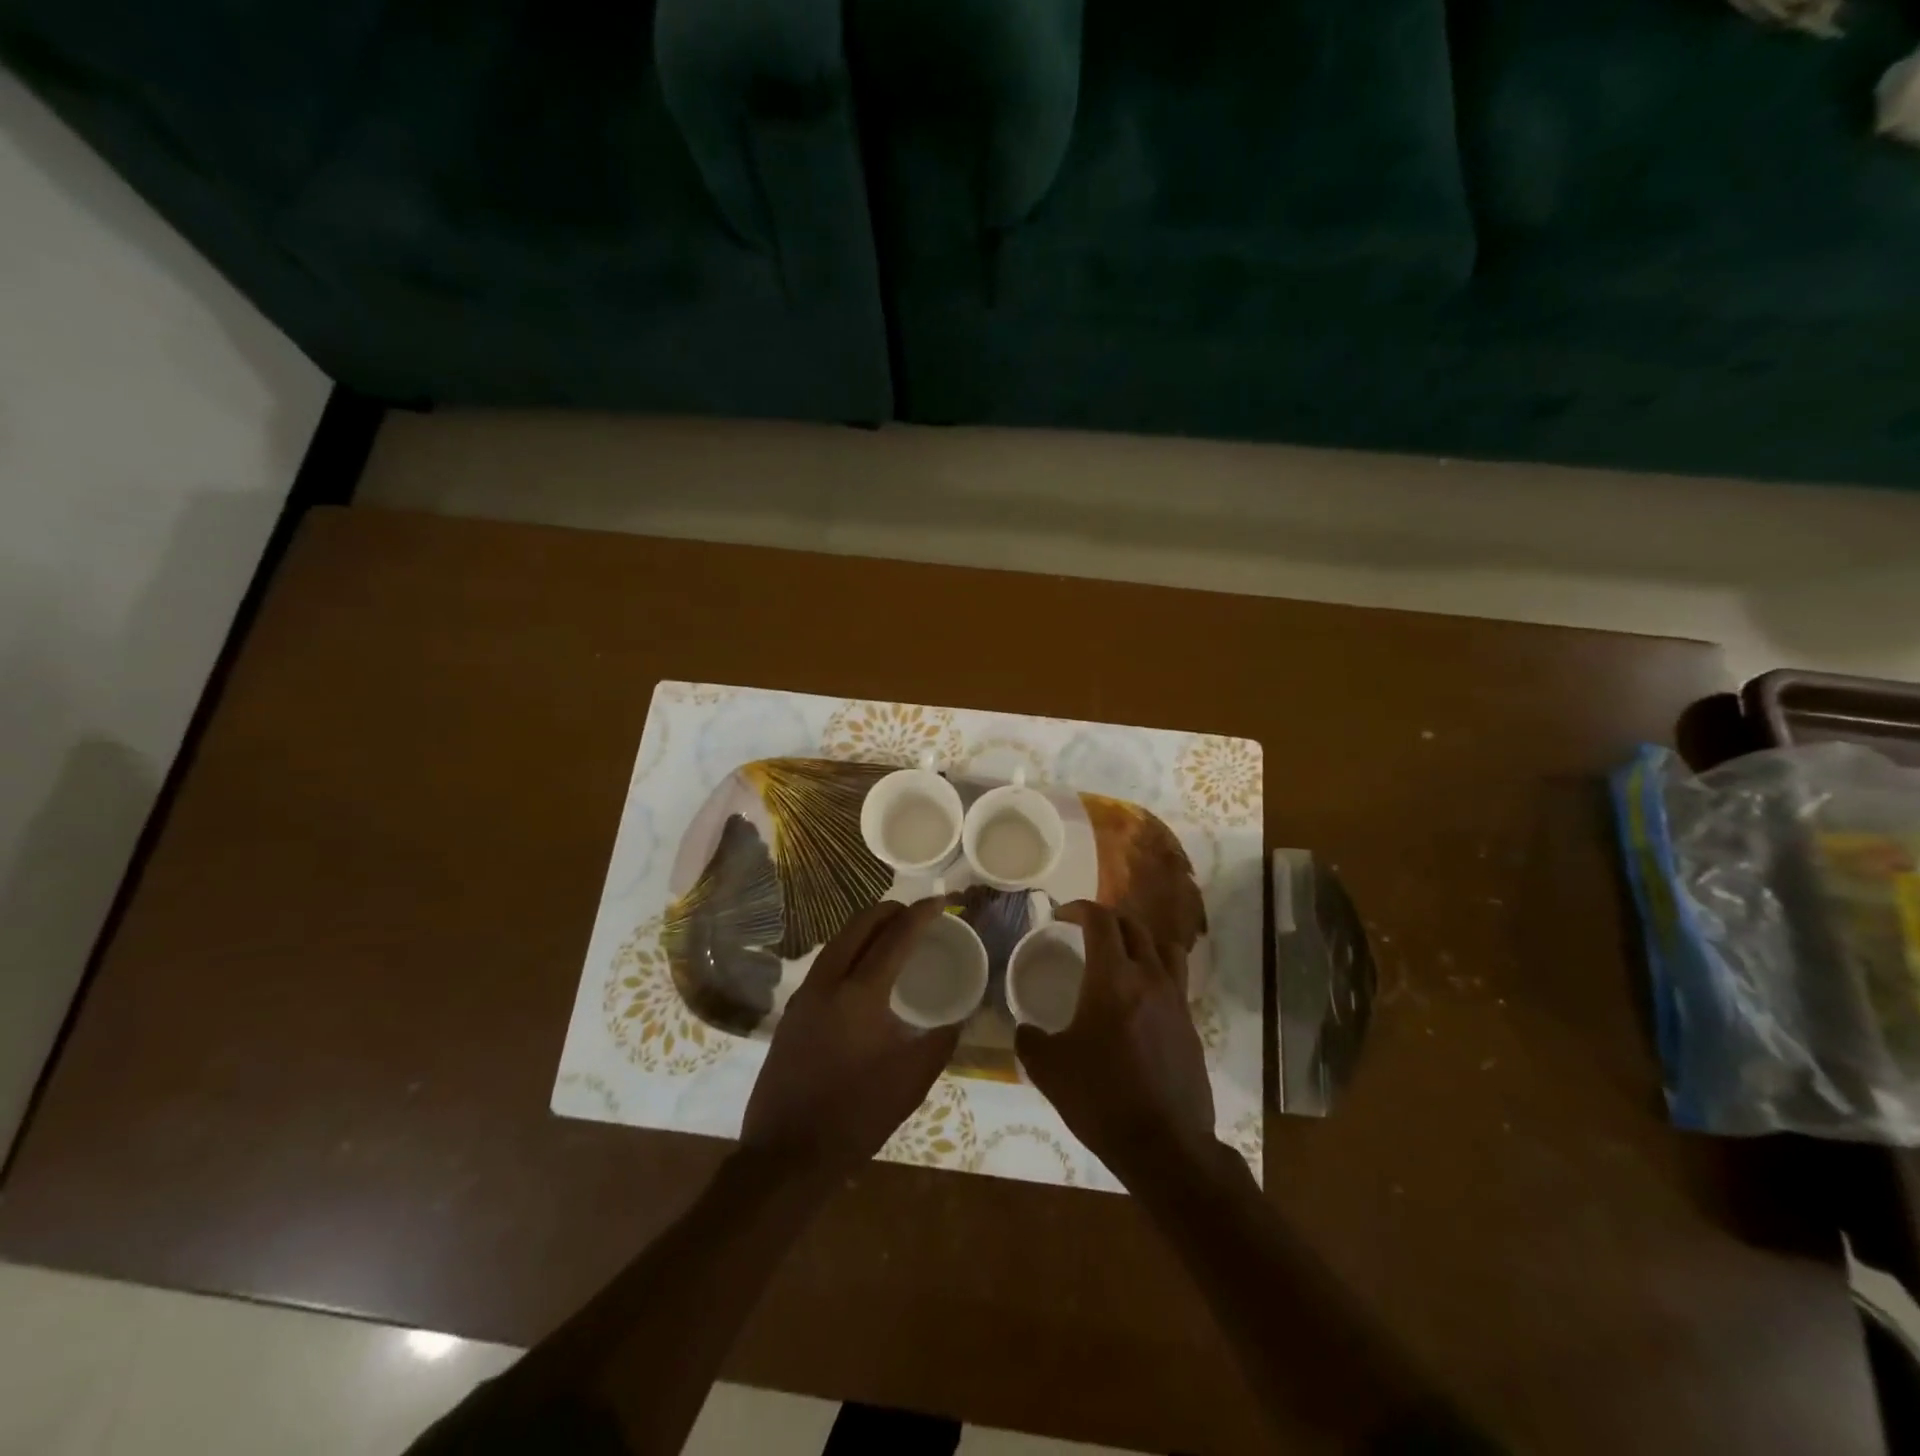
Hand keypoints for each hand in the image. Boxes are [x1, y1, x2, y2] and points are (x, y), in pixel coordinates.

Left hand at [740, 898, 960, 1181]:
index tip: (941, 901)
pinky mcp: (793, 1013)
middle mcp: (828, 982)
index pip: (895, 938)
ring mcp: (805, 996)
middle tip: (914, 911)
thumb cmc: (858, 1115)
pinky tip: (862, 967)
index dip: (920, 915)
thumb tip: (959, 1016)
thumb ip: (941, 1040)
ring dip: (865, 928)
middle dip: (888, 911)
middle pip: (858, 927)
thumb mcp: (913, 1080)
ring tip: (891, 930)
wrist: (789, 1154)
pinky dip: (849, 949)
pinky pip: (825, 963)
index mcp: (860, 994)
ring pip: (837, 942)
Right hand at [1015, 901, 1217, 1188]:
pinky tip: (1139, 999)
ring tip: (1121, 956)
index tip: (1061, 917)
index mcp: (1112, 979)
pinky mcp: (1191, 1024)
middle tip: (1085, 934)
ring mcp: (1176, 1000)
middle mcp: (1149, 978)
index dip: (1079, 909)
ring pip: (1164, 947)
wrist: (1165, 1146)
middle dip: (1107, 920)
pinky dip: (1156, 972)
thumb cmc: (1102, 1099)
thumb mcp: (1049, 1070)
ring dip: (1139, 941)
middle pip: (1133, 926)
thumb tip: (1025, 1029)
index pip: (1101, 920)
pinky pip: (1175, 979)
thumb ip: (1030, 1040)